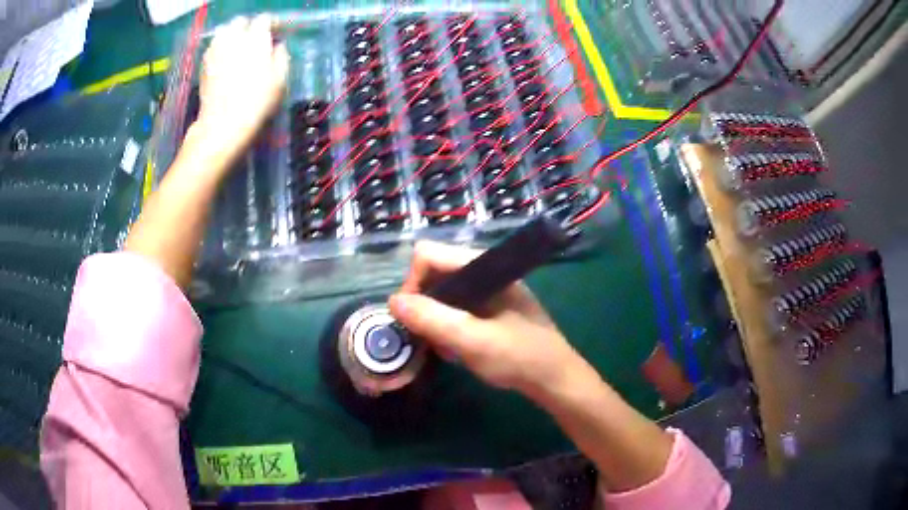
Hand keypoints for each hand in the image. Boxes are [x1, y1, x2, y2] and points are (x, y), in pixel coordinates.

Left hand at [196, 14, 288, 158]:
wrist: (223, 123)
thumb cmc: (257, 101)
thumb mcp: (280, 78)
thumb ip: (281, 55)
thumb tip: (276, 45)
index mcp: (255, 37)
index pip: (265, 19)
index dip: (273, 24)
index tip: (277, 33)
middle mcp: (233, 37)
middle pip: (241, 22)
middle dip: (249, 26)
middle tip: (256, 40)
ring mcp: (215, 49)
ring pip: (225, 32)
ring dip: (233, 35)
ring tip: (239, 48)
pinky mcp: (204, 63)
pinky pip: (214, 46)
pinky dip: (222, 48)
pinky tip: (227, 60)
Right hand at [388, 241, 588, 398]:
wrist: (555, 378)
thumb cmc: (519, 357)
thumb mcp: (472, 341)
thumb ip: (432, 319)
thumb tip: (392, 301)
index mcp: (484, 266)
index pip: (428, 256)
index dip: (413, 284)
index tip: (411, 319)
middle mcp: (483, 271)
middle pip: (433, 273)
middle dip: (424, 305)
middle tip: (428, 338)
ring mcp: (487, 289)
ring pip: (442, 293)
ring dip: (435, 320)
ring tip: (446, 348)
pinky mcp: (489, 307)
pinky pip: (455, 307)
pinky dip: (448, 326)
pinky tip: (457, 348)